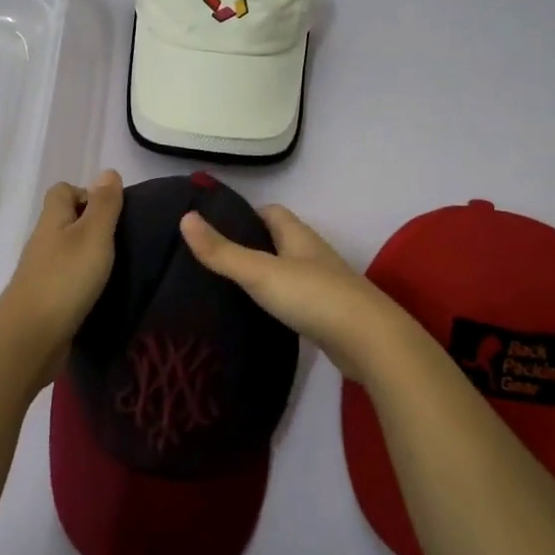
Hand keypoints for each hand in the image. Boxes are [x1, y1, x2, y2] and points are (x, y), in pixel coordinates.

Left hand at [0, 170, 124, 383]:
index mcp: (53, 220)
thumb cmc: (65, 279)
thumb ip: (104, 204)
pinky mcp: (46, 301)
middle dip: (93, 226)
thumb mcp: (93, 235)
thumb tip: (108, 172)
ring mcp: (42, 273)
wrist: (31, 338)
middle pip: (65, 221)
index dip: (86, 194)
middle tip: (122, 241)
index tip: (112, 212)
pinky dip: (83, 282)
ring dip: (89, 256)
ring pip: (67, 252)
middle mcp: (44, 242)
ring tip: (117, 268)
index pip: (62, 191)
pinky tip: (101, 293)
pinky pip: (67, 280)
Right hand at [179, 203, 428, 383]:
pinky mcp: (329, 316)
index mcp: (298, 236)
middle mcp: (313, 255)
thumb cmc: (312, 296)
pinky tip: (260, 318)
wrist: (370, 342)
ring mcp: (324, 286)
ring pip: (288, 272)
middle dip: (251, 246)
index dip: (245, 215)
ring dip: (265, 276)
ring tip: (229, 290)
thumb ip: (222, 251)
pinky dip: (278, 304)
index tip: (215, 227)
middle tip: (214, 260)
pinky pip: (297, 301)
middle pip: (279, 241)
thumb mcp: (260, 271)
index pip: (271, 213)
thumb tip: (185, 218)